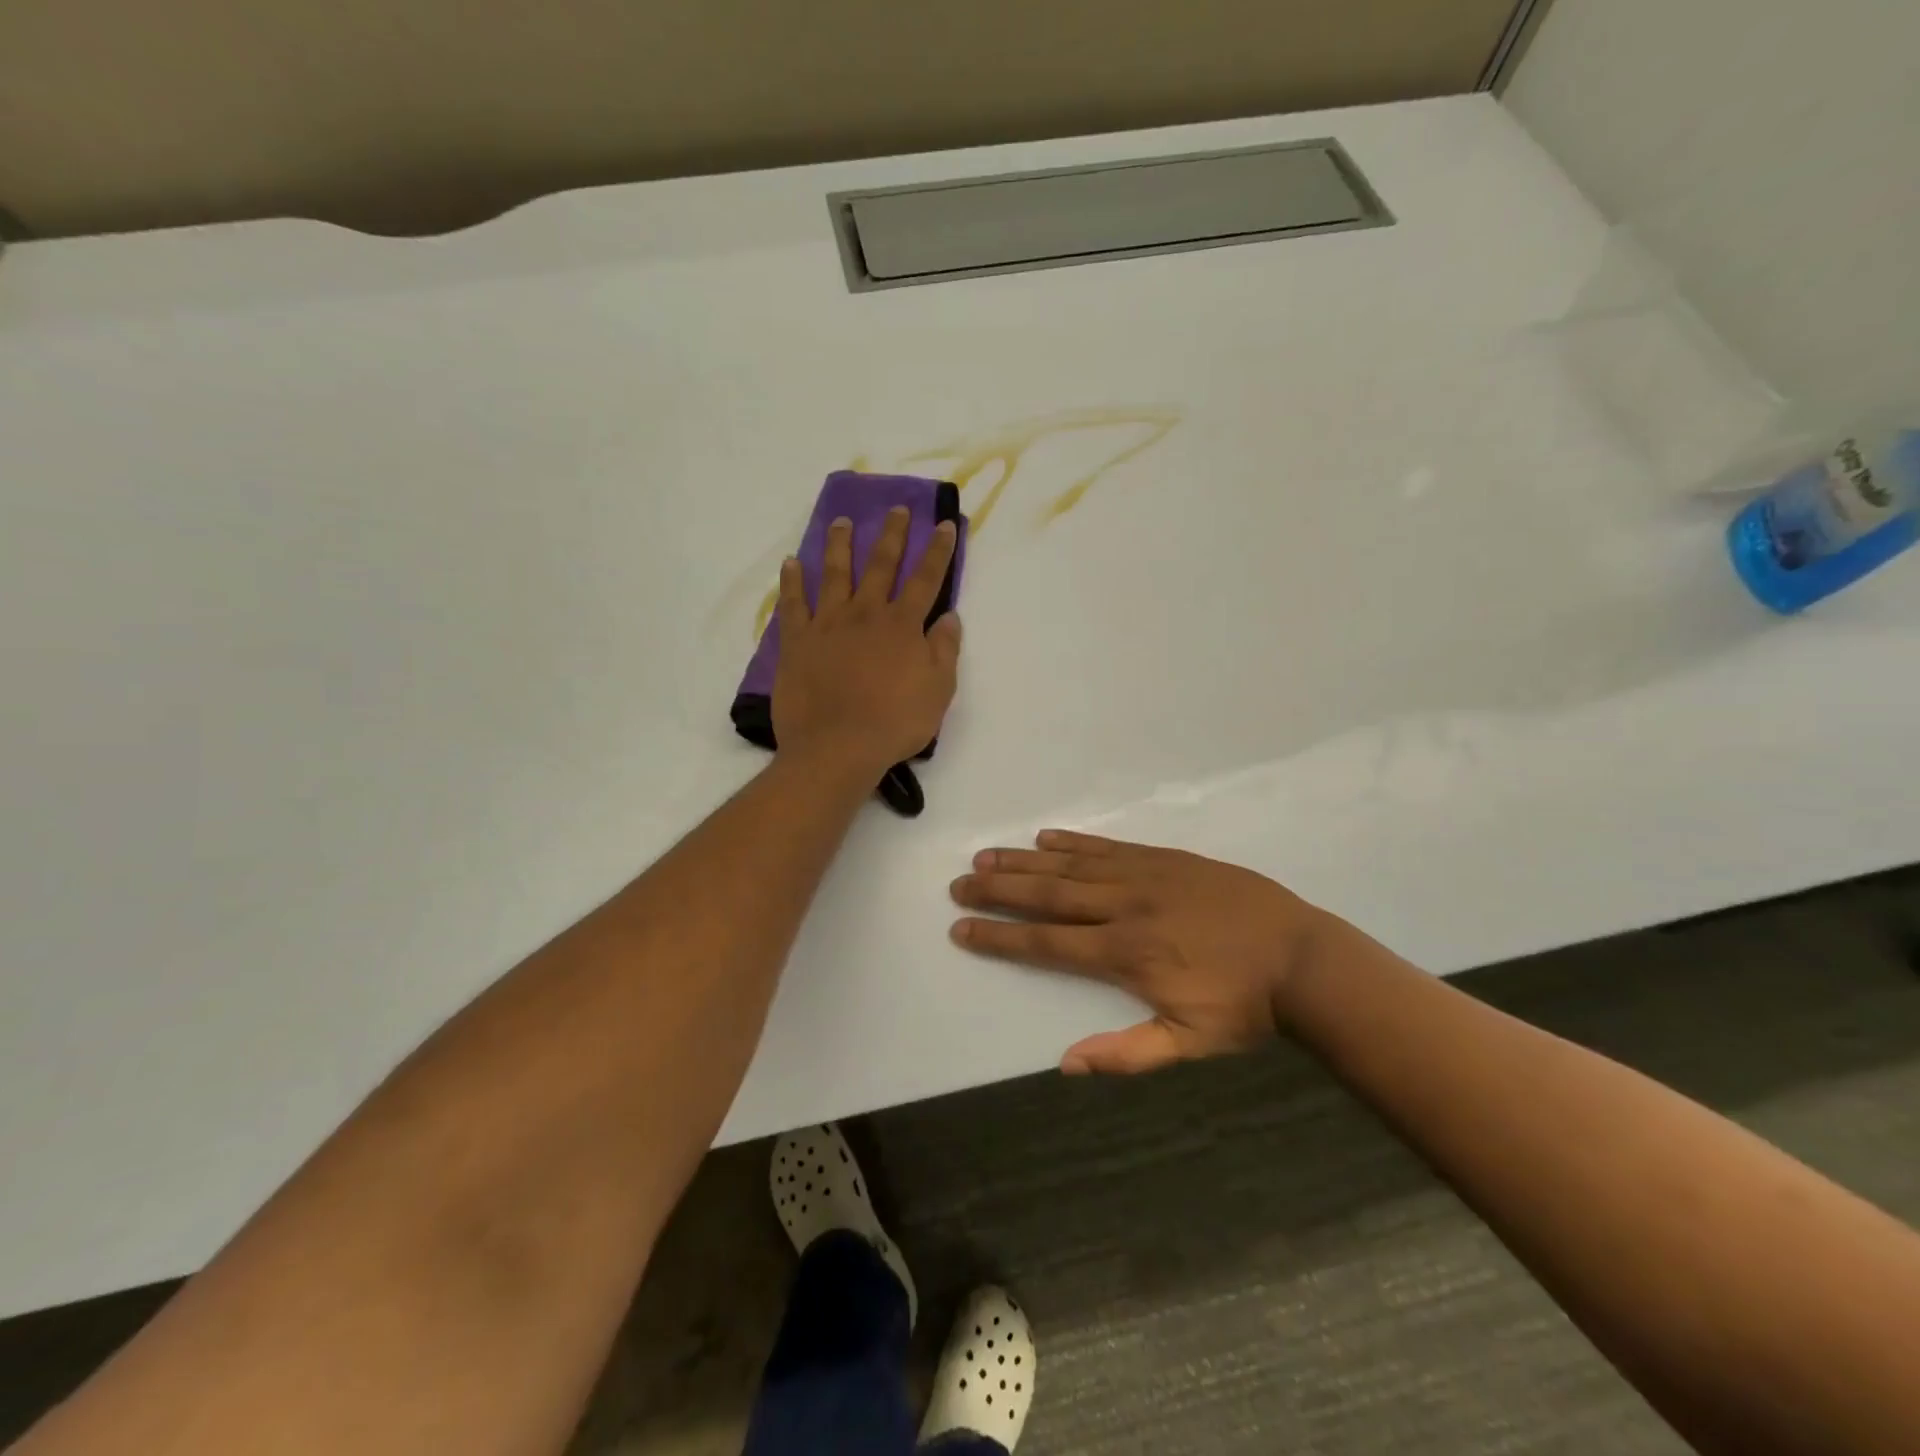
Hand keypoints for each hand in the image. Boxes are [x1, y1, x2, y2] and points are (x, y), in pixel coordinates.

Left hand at [772, 507, 961, 778]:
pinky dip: (792, 581)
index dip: (938, 551)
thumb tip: (949, 617)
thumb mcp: (938, 691)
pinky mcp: (797, 641)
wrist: (837, 747)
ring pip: (835, 574)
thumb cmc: (894, 723)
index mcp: (903, 625)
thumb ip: (944, 650)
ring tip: (842, 522)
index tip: (944, 524)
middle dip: (892, 535)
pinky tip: (792, 563)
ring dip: (840, 545)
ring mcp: (828, 624)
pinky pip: (793, 603)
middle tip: (896, 509)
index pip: (926, 579)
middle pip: (881, 565)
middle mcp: (866, 614)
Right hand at [949, 831, 1332, 1074]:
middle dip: (999, 890)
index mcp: (1125, 954)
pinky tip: (1046, 837)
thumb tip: (1066, 1063)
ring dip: (1025, 860)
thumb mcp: (1189, 1043)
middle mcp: (1124, 907)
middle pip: (1048, 895)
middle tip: (959, 882)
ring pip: (1071, 865)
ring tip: (987, 855)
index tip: (962, 929)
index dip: (1000, 937)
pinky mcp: (1164, 858)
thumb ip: (1128, 1054)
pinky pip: (1108, 846)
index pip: (1046, 943)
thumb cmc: (1243, 1006)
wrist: (1301, 957)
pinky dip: (1074, 841)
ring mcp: (1143, 876)